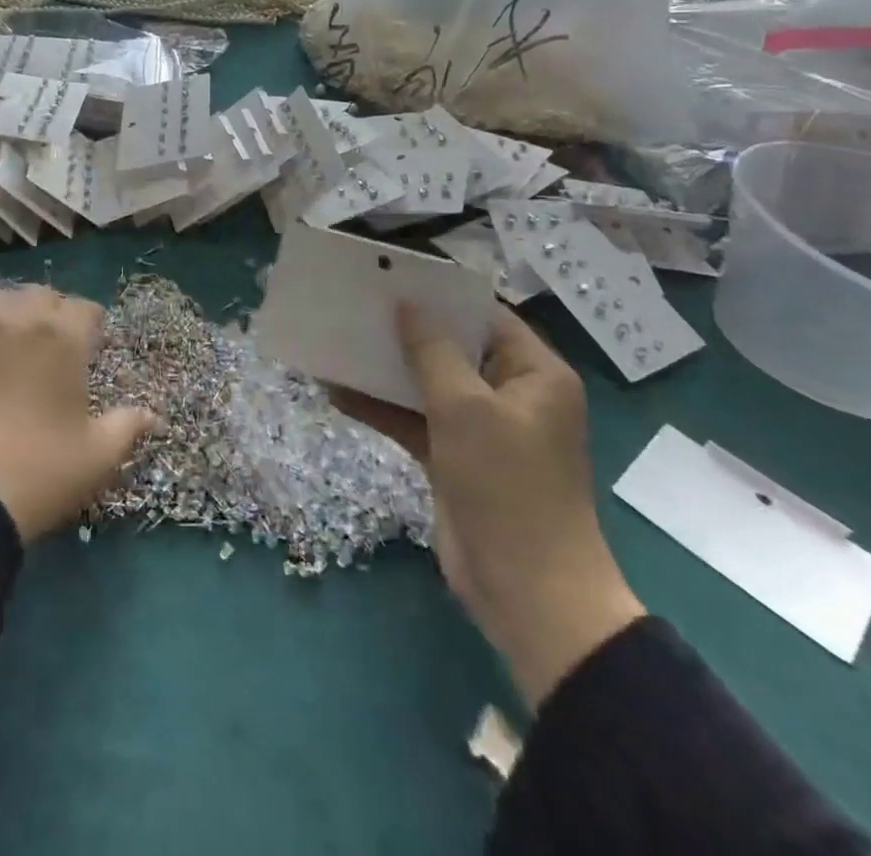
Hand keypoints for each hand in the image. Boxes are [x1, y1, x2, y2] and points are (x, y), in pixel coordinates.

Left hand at [0, 286, 155, 544]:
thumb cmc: (39, 471)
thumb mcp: (97, 457)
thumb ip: (128, 427)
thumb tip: (153, 415)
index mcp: (62, 337)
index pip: (85, 309)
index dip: (93, 327)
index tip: (93, 348)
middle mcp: (18, 320)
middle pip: (42, 295)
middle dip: (54, 312)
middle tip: (57, 345)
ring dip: (12, 310)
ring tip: (16, 338)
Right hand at [330, 306, 643, 707]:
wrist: (527, 594)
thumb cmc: (507, 485)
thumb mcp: (466, 408)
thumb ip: (432, 351)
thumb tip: (407, 304)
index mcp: (535, 374)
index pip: (486, 317)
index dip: (440, 295)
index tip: (391, 276)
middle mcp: (510, 394)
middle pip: (452, 347)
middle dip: (404, 329)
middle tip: (355, 303)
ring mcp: (480, 429)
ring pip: (426, 384)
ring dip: (385, 368)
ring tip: (337, 340)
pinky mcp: (453, 458)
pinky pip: (413, 419)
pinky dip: (380, 407)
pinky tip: (334, 392)